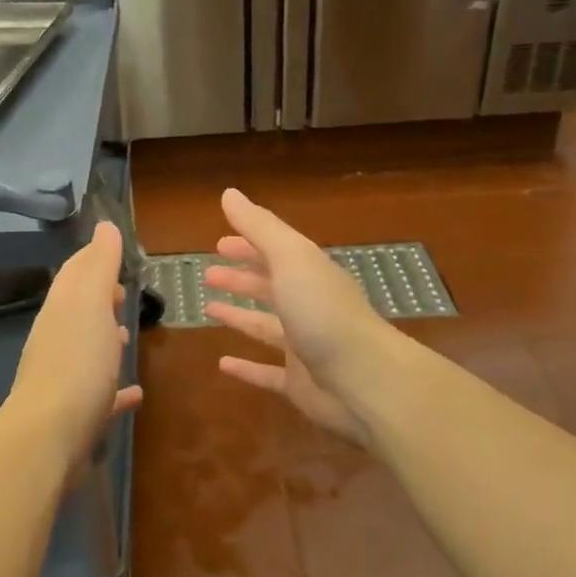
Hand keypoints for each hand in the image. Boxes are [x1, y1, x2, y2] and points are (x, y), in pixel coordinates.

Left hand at [4, 220, 142, 476]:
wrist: (49, 436)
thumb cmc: (76, 362)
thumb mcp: (91, 303)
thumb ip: (99, 265)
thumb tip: (104, 226)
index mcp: (61, 309)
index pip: (75, 272)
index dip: (93, 257)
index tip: (115, 250)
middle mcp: (57, 338)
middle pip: (78, 310)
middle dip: (98, 297)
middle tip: (123, 291)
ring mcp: (64, 377)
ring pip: (85, 349)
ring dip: (103, 338)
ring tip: (127, 335)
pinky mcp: (76, 414)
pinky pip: (100, 394)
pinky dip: (116, 388)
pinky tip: (136, 393)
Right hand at [204, 188, 384, 446]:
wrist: (366, 382)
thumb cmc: (324, 312)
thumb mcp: (290, 258)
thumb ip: (259, 227)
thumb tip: (228, 194)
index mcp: (310, 274)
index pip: (275, 252)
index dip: (247, 245)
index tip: (218, 243)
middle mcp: (308, 306)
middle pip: (270, 286)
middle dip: (241, 277)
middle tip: (208, 274)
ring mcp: (305, 346)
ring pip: (265, 326)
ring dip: (238, 316)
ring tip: (208, 309)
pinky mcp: (300, 383)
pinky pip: (267, 372)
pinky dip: (246, 367)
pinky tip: (223, 364)